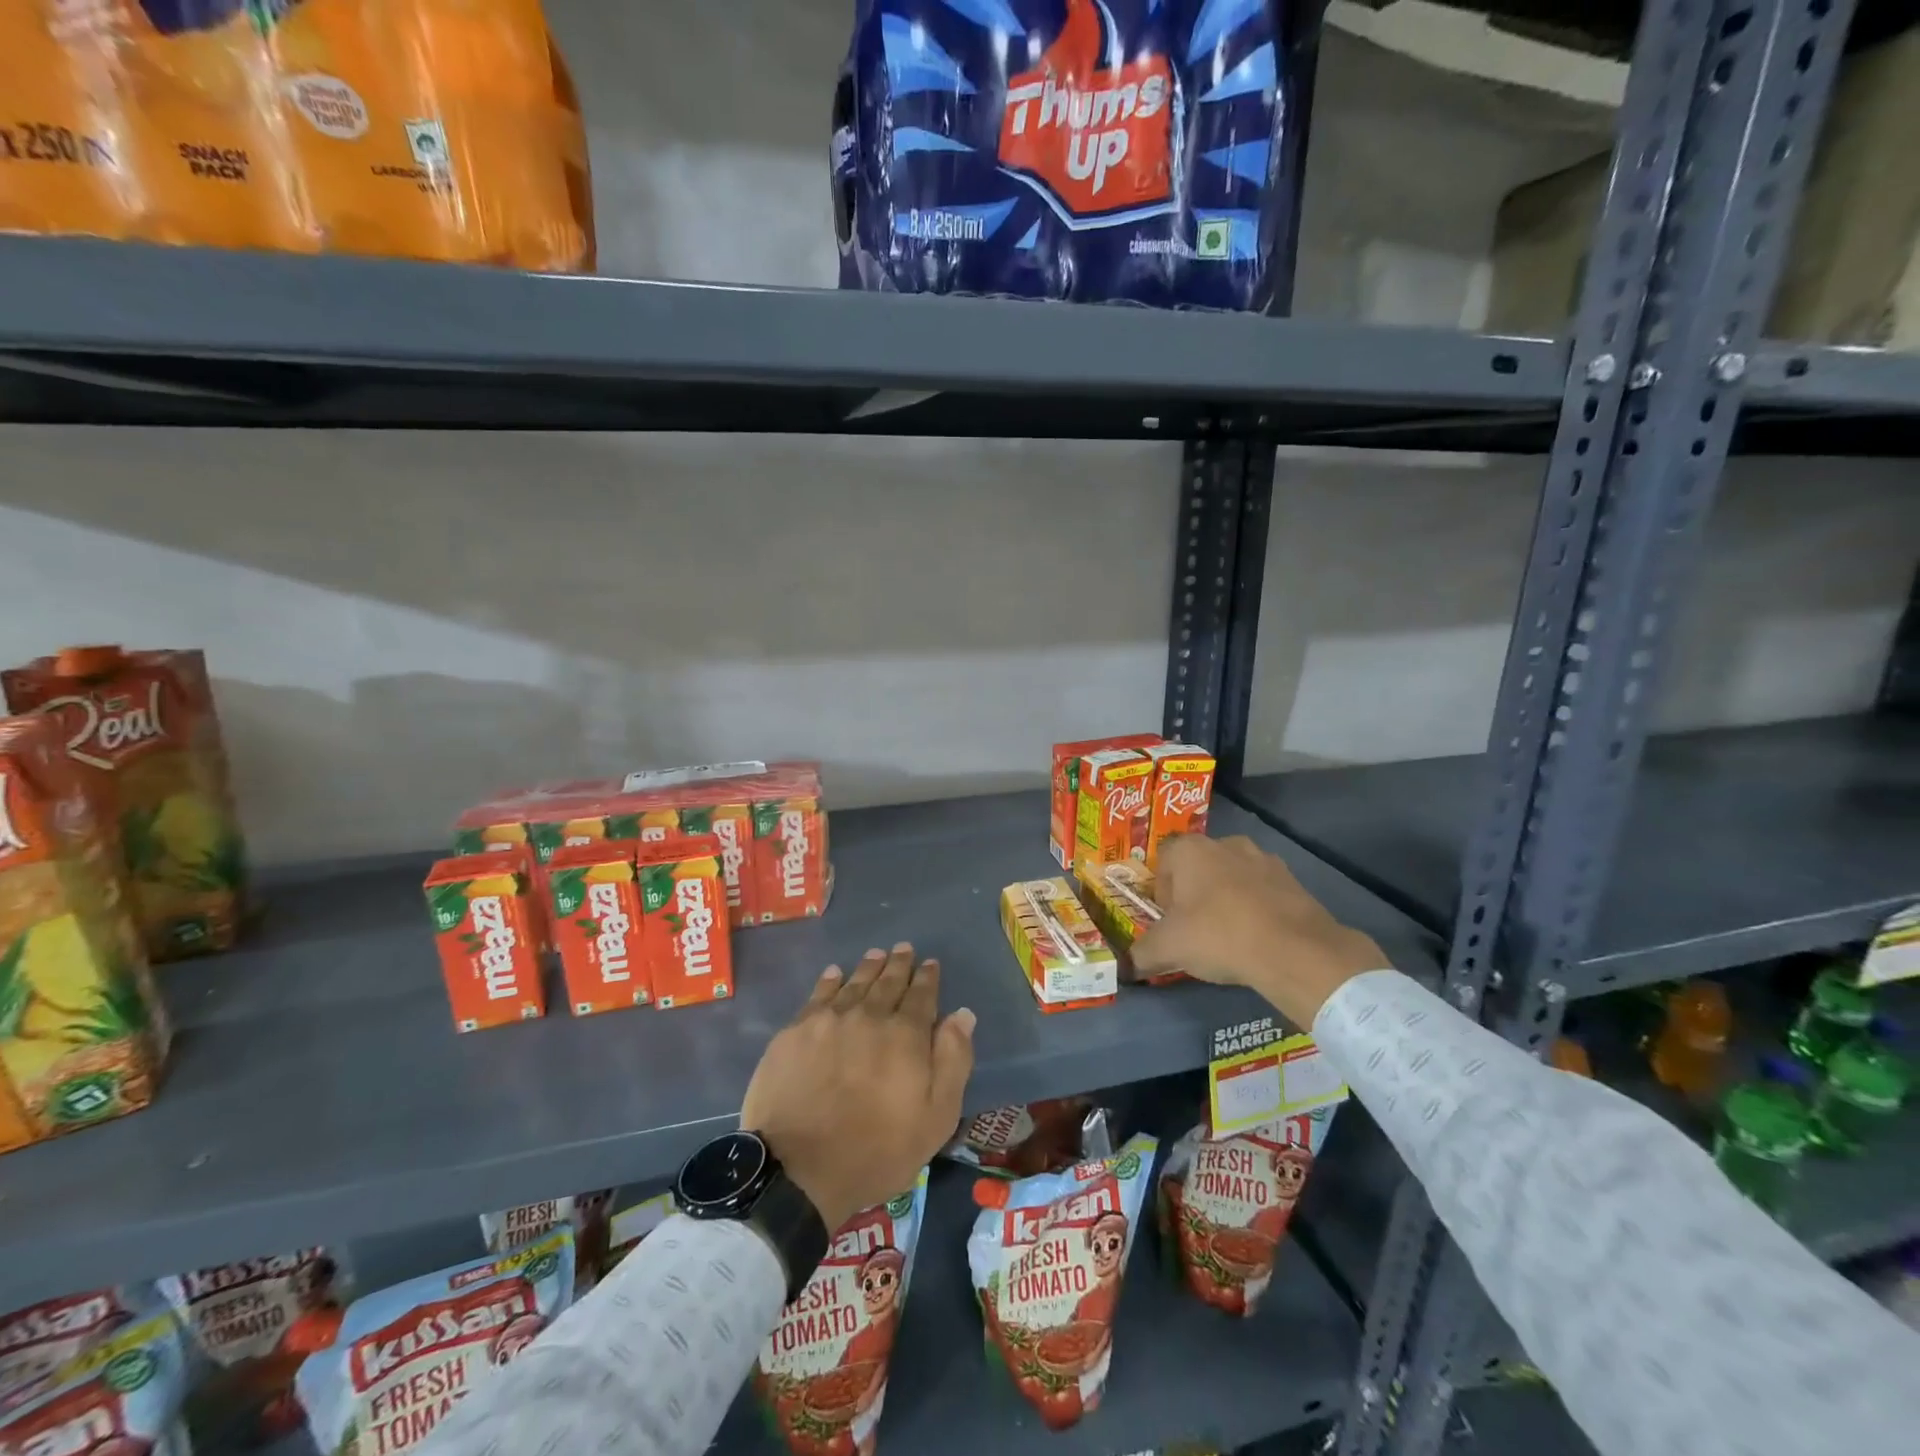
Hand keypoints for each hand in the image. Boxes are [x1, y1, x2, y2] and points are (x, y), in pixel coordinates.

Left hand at [741, 943, 975, 1230]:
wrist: (798, 1169)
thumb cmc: (877, 1150)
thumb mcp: (935, 1117)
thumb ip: (953, 1061)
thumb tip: (962, 1014)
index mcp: (905, 1034)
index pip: (921, 995)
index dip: (927, 978)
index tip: (930, 964)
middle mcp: (869, 1015)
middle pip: (888, 982)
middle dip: (899, 964)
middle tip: (904, 949)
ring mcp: (828, 1020)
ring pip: (855, 982)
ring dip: (869, 966)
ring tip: (877, 954)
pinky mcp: (795, 1032)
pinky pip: (818, 995)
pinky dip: (830, 980)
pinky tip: (835, 973)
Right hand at [1132, 836, 1385, 1028]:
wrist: (1294, 950)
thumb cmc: (1218, 935)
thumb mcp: (1168, 949)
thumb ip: (1141, 953)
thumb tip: (1125, 966)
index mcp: (1190, 849)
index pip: (1164, 861)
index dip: (1161, 891)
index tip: (1168, 920)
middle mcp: (1226, 843)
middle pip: (1198, 867)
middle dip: (1193, 894)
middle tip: (1194, 930)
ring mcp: (1264, 859)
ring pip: (1232, 877)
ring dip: (1226, 899)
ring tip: (1228, 936)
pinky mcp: (1293, 880)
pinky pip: (1263, 891)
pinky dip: (1256, 908)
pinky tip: (1257, 938)